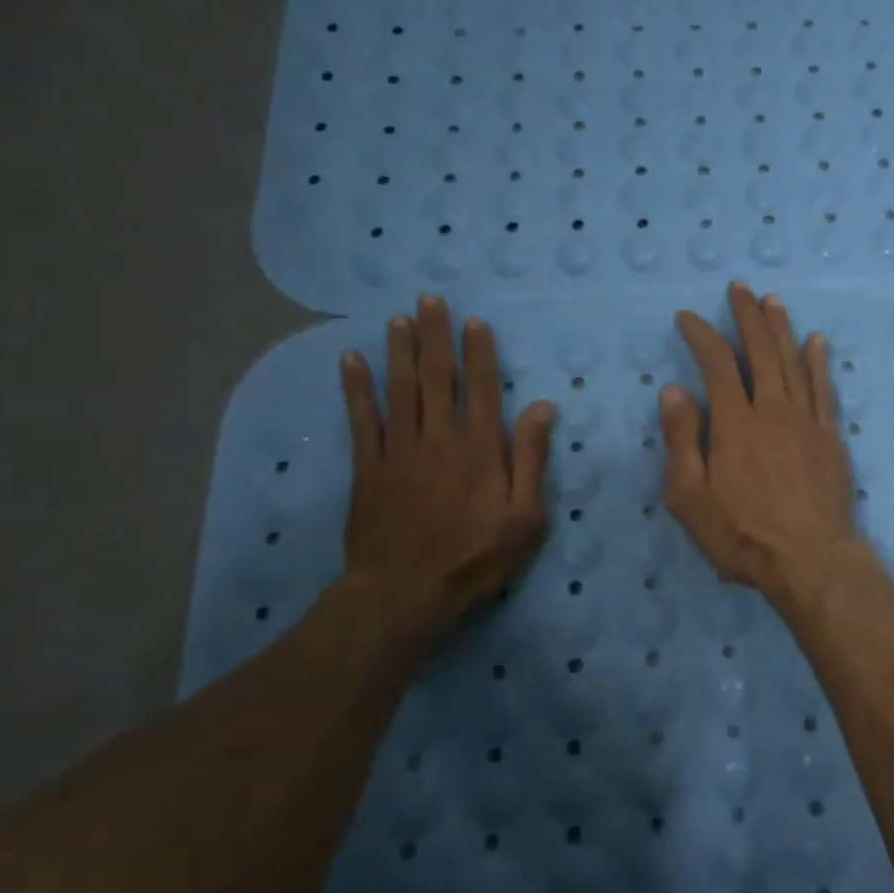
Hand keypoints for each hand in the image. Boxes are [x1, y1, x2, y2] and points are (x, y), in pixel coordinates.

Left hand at [339, 295, 556, 648]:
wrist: (405, 593)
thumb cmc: (476, 557)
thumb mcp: (525, 517)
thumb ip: (531, 459)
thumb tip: (542, 408)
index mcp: (480, 448)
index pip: (482, 388)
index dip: (479, 352)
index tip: (475, 321)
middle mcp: (439, 437)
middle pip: (438, 377)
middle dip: (435, 336)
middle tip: (430, 300)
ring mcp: (398, 450)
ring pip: (400, 389)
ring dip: (400, 350)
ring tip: (398, 317)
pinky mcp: (367, 468)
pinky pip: (361, 419)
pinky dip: (355, 388)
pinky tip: (351, 360)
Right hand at [659, 283, 863, 604]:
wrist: (810, 559)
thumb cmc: (742, 534)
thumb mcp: (690, 497)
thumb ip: (683, 439)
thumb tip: (674, 389)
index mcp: (734, 423)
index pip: (716, 365)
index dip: (701, 335)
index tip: (687, 317)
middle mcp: (772, 411)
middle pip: (760, 351)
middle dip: (748, 316)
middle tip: (740, 288)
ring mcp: (806, 421)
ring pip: (793, 361)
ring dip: (781, 328)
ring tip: (773, 300)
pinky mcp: (830, 436)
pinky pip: (824, 388)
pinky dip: (819, 361)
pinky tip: (817, 341)